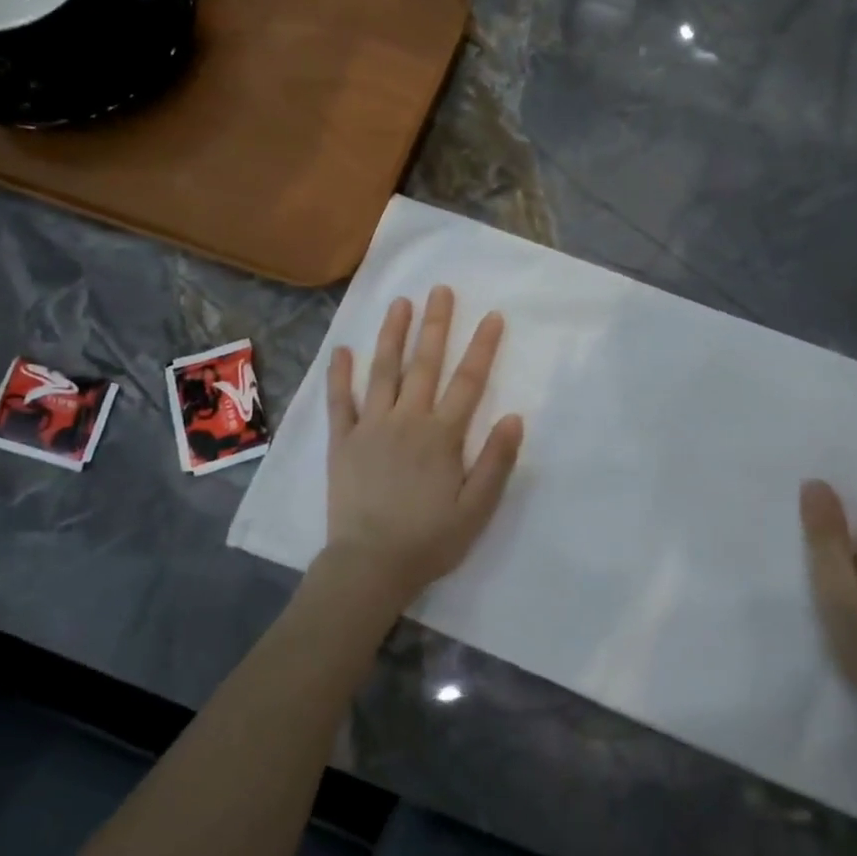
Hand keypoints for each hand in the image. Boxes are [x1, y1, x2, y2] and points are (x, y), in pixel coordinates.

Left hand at [322, 286, 524, 610]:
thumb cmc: (430, 539)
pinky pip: (341, 401)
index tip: (492, 316)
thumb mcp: (477, 508)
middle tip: (440, 290)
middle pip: (424, 364)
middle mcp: (407, 420)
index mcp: (442, 435)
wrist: (370, 565)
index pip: (468, 381)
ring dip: (392, 335)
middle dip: (435, 325)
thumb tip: (515, 417)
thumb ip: (496, 461)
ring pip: (383, 371)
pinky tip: (343, 350)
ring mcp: (370, 427)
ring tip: (399, 303)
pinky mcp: (343, 441)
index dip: (482, 347)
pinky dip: (341, 374)